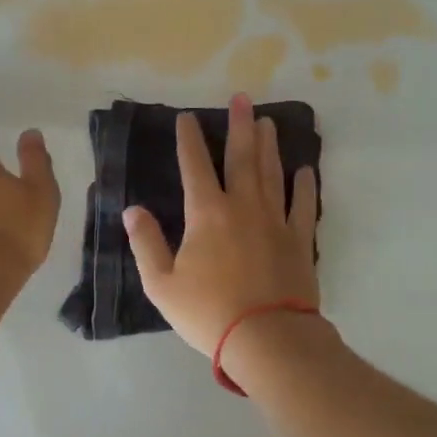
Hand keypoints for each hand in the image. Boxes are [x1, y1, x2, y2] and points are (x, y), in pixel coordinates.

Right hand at [123, 94, 319, 355]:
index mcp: (207, 214)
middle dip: (240, 126)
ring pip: (272, 173)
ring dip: (269, 145)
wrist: (267, 338)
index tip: (187, 117)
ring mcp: (275, 221)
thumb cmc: (208, 312)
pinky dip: (304, 186)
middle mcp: (243, 206)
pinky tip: (305, 169)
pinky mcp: (299, 240)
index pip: (195, 166)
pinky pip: (303, 205)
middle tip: (243, 98)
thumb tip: (132, 210)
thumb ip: (146, 243)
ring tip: (269, 122)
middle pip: (242, 157)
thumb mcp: (162, 284)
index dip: (189, 140)